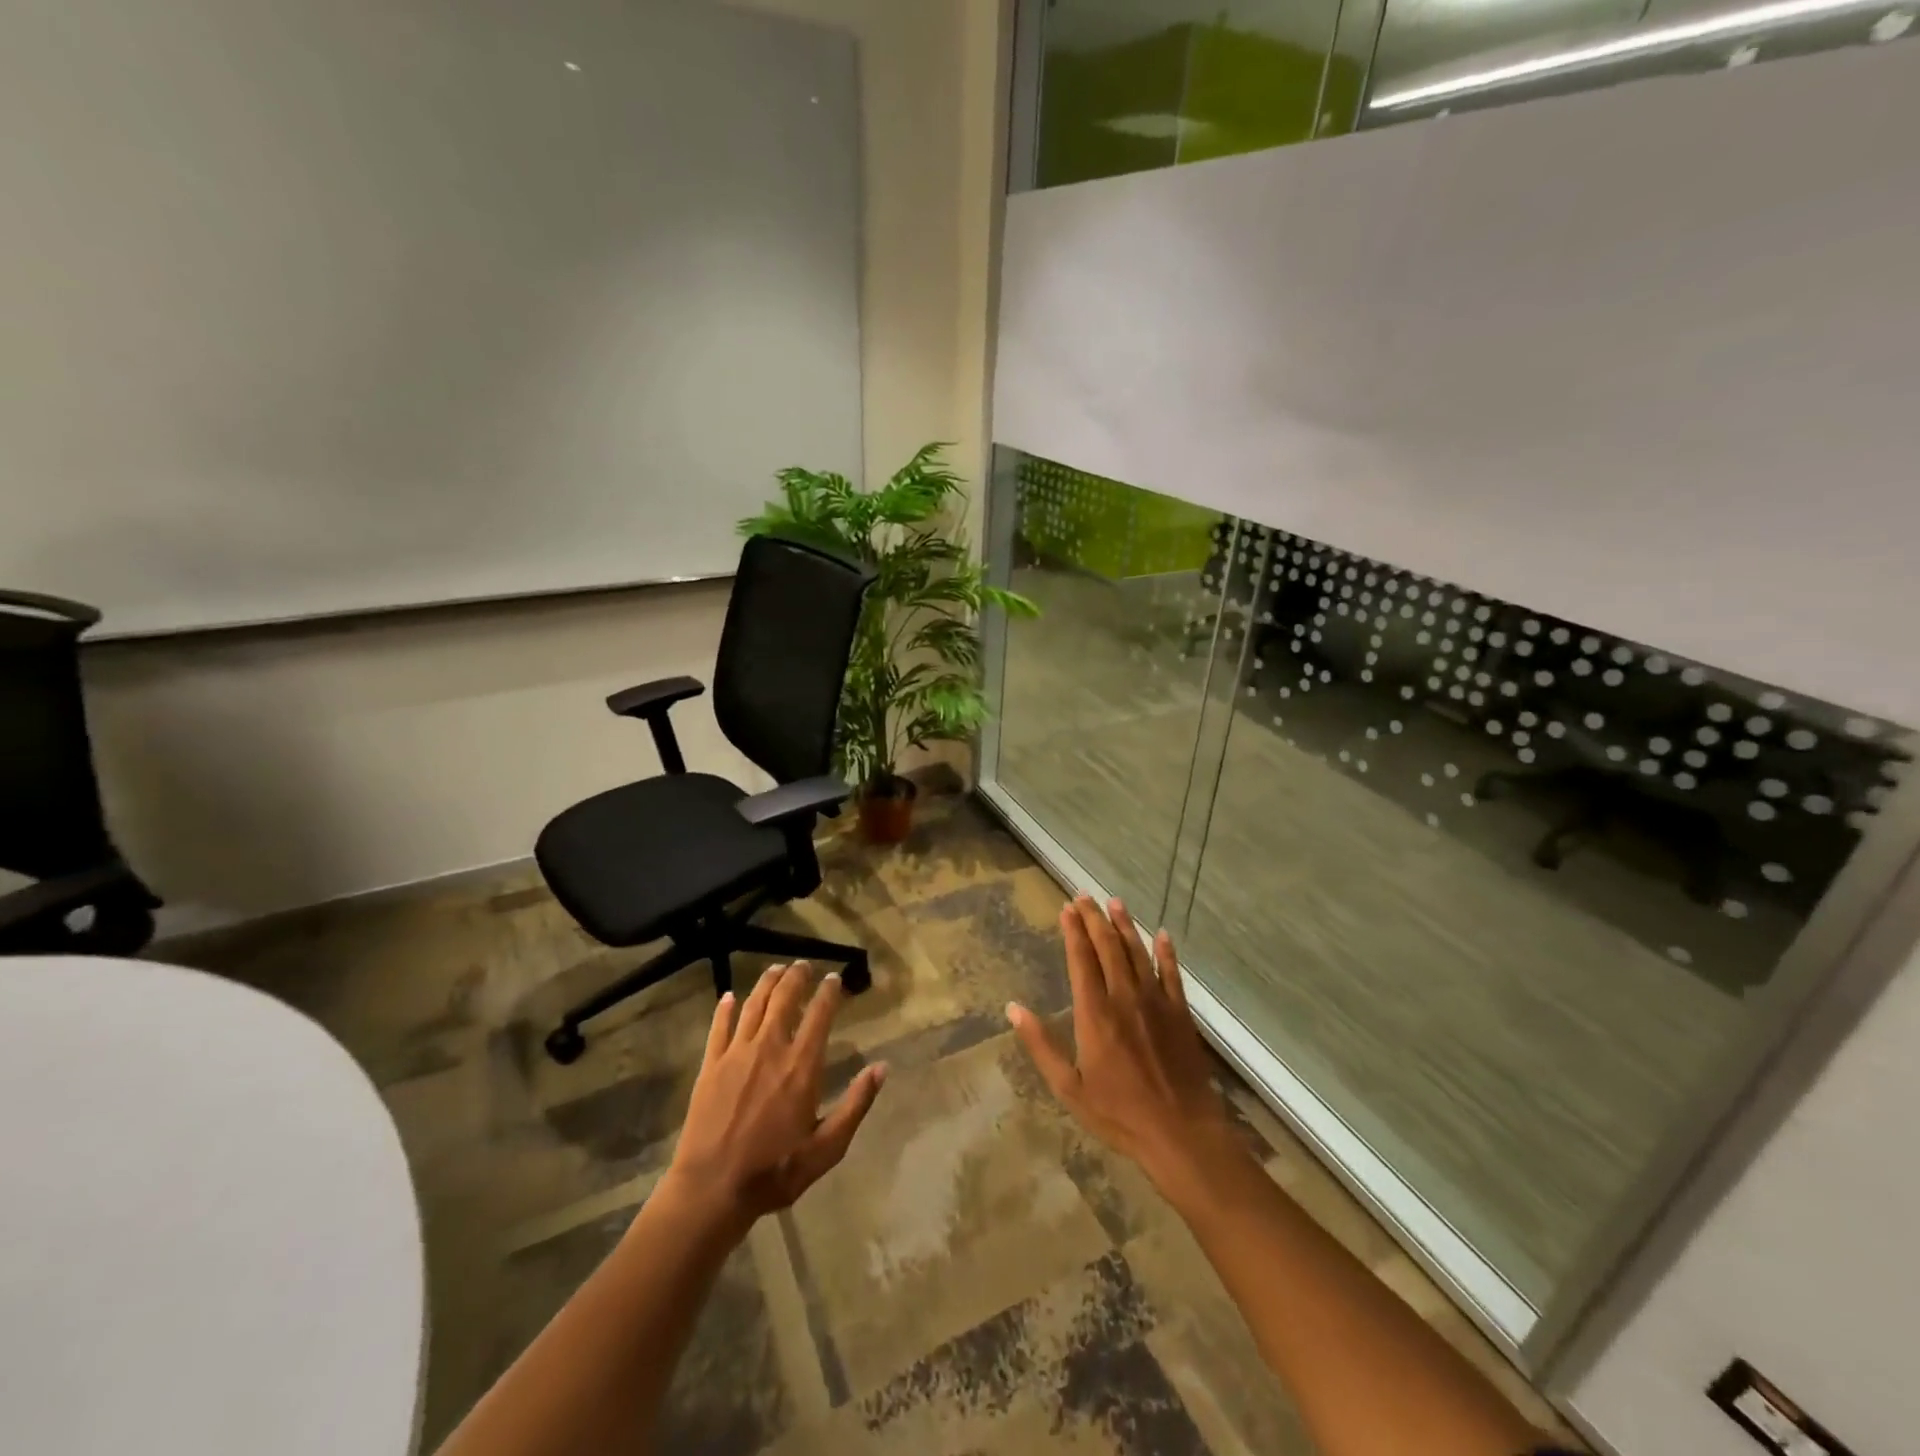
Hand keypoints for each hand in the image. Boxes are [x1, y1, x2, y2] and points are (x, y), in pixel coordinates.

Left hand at [664, 962, 886, 1225]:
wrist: (712, 1190)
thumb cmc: (775, 1171)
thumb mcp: (827, 1147)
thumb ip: (856, 1104)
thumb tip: (882, 1068)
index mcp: (802, 1066)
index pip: (820, 1014)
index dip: (829, 991)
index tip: (834, 978)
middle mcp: (770, 1048)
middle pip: (785, 998)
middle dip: (797, 977)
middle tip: (804, 965)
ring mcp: (736, 1054)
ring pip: (754, 1004)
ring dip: (767, 983)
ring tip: (776, 969)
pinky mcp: (710, 1065)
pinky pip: (719, 1026)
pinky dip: (725, 1008)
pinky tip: (728, 996)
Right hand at [1008, 896, 1240, 1196]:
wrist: (1181, 1133)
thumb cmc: (1119, 1114)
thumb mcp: (1069, 1087)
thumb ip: (1041, 1044)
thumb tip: (1013, 1008)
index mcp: (1095, 1013)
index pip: (1081, 959)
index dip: (1073, 931)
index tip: (1066, 908)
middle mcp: (1125, 997)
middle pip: (1108, 947)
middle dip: (1095, 919)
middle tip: (1084, 896)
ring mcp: (1156, 1002)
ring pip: (1138, 953)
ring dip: (1125, 925)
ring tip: (1114, 902)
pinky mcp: (1181, 1014)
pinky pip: (1172, 974)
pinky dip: (1166, 952)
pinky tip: (1162, 935)